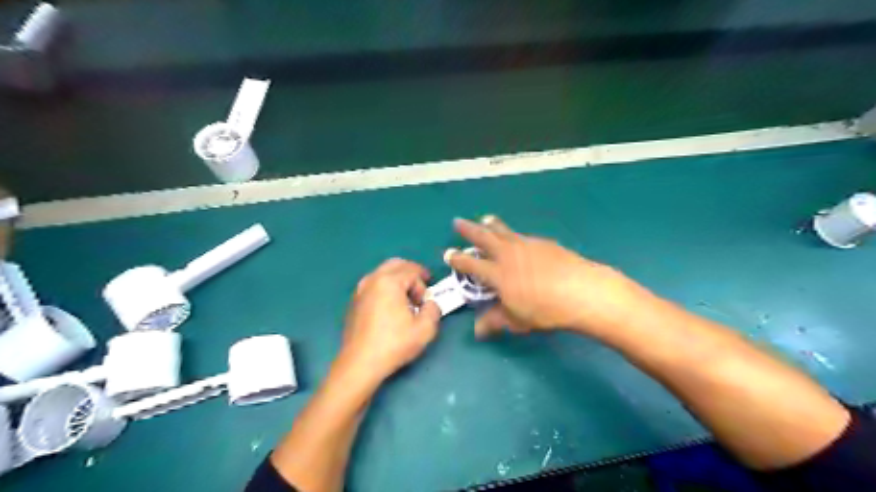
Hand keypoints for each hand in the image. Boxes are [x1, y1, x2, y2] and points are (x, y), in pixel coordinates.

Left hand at [338, 257, 442, 384]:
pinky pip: (373, 285)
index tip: (427, 300)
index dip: (424, 284)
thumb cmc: (394, 344)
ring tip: (405, 301)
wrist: (360, 363)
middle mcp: (372, 280)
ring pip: (383, 273)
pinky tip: (390, 309)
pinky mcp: (354, 302)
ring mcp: (360, 290)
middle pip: (396, 264)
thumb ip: (434, 309)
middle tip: (420, 291)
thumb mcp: (425, 329)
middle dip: (411, 274)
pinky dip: (385, 289)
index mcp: (389, 281)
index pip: (413, 270)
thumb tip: (430, 304)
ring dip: (397, 281)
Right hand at [448, 216, 644, 337]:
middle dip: (468, 230)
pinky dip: (513, 235)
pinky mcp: (543, 243)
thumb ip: (495, 321)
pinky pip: (522, 236)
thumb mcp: (517, 320)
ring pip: (503, 231)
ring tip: (485, 219)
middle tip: (457, 222)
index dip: (457, 259)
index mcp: (497, 273)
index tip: (447, 253)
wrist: (581, 291)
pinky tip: (518, 238)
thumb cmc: (545, 309)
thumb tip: (478, 330)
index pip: (471, 264)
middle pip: (483, 238)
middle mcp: (508, 254)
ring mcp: (526, 245)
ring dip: (491, 225)